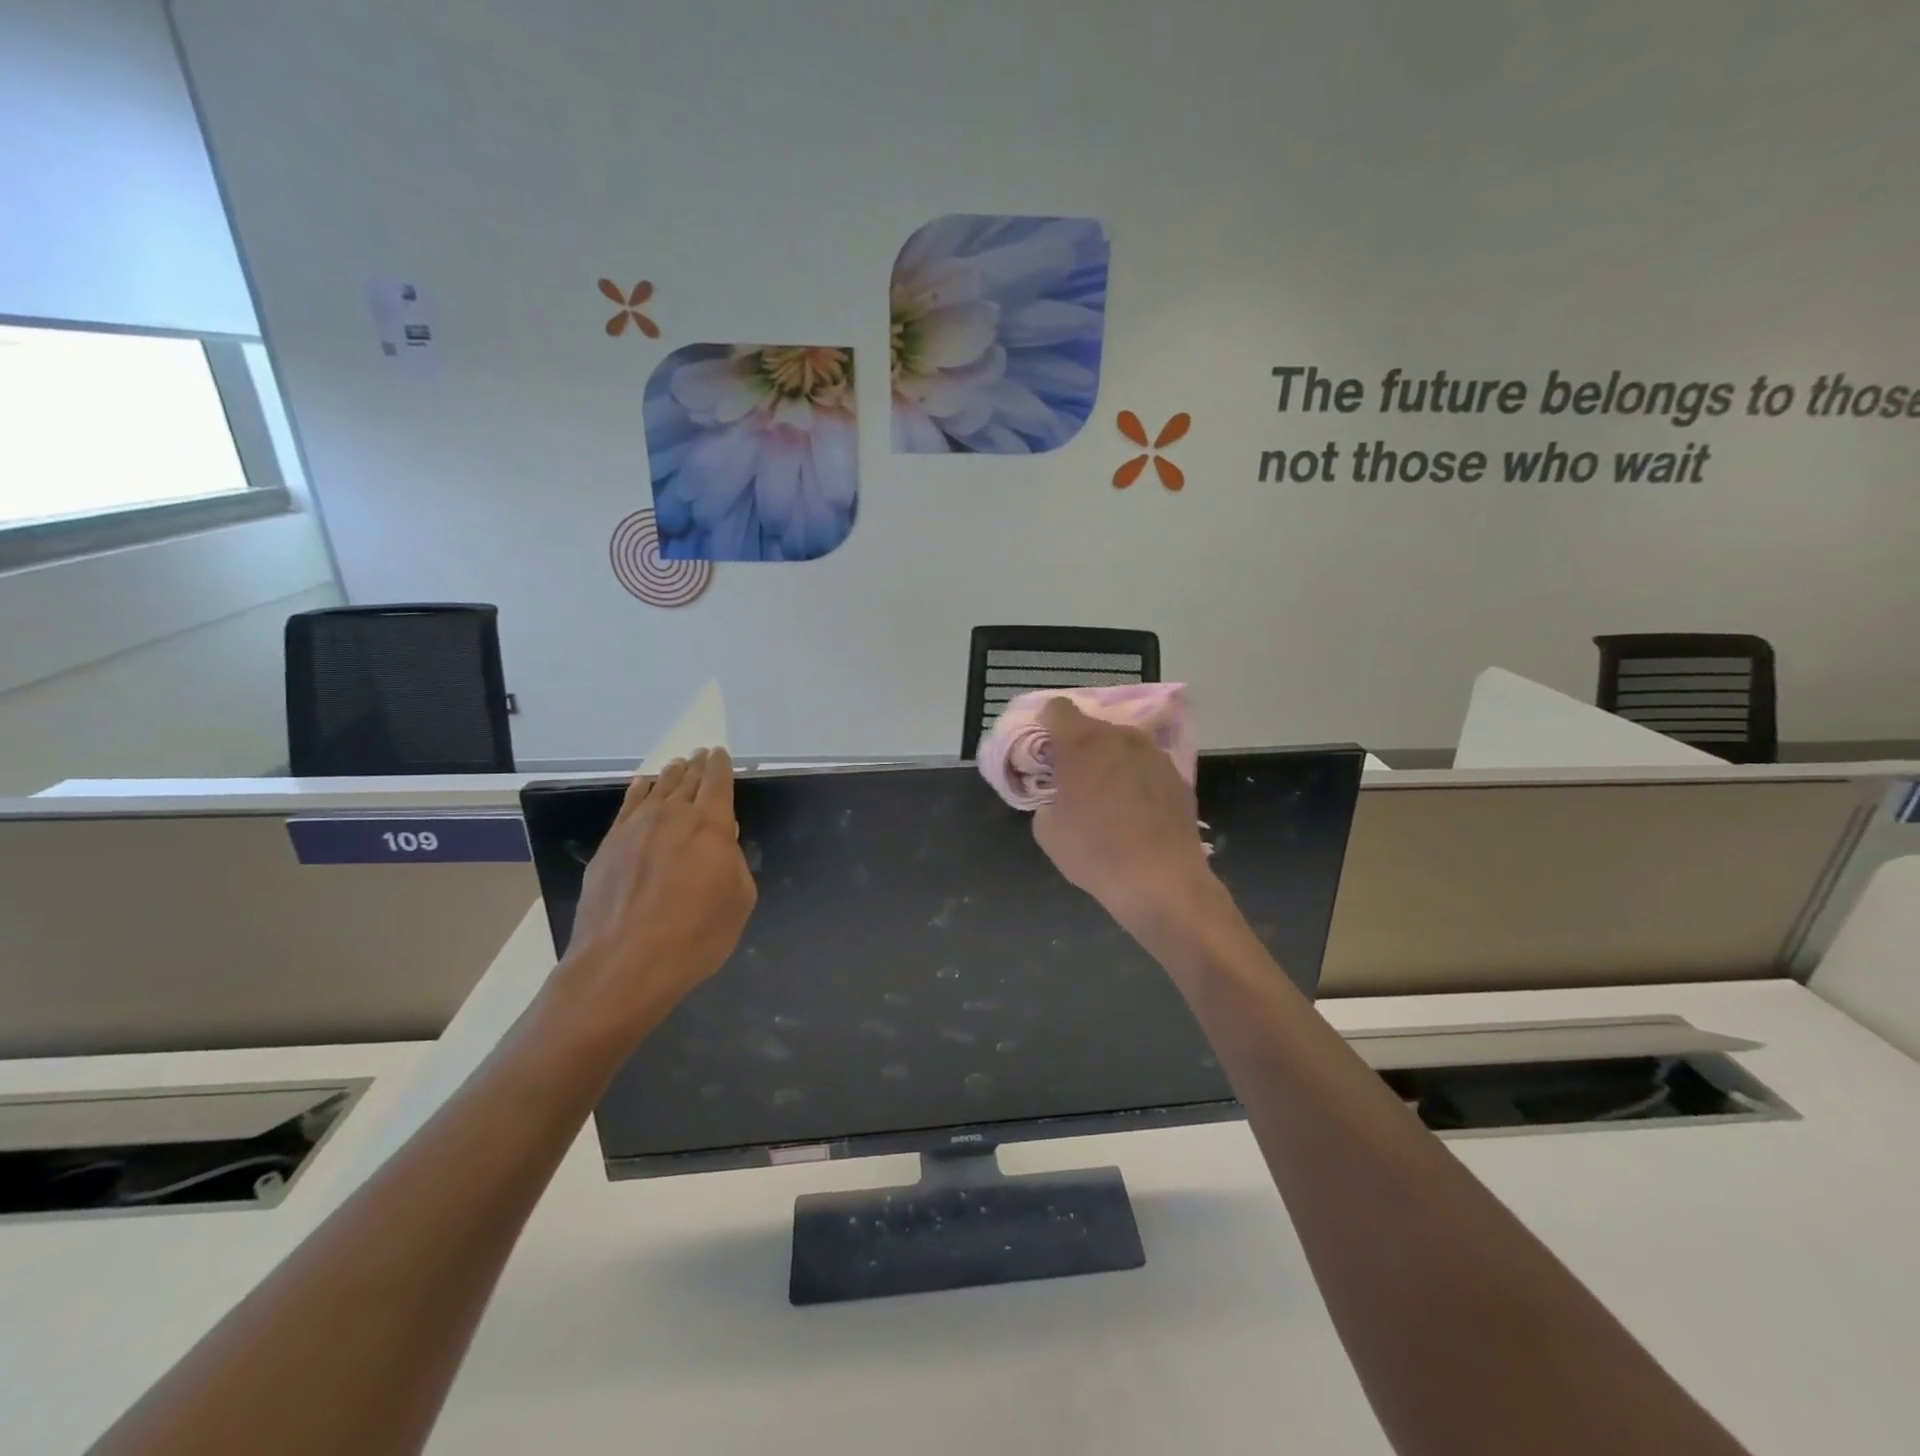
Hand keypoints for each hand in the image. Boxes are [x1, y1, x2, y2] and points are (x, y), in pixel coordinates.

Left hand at [556, 749, 756, 1040]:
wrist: (624, 964)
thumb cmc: (695, 935)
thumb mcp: (738, 900)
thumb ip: (734, 863)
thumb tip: (722, 840)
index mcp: (710, 825)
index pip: (717, 783)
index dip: (720, 766)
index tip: (719, 754)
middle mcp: (672, 816)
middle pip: (687, 780)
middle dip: (697, 766)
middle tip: (701, 755)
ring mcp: (635, 829)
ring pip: (657, 789)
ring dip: (670, 775)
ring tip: (677, 765)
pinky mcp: (609, 846)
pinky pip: (627, 807)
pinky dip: (638, 791)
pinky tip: (642, 786)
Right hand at [1030, 699, 1214, 934]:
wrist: (1161, 880)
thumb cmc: (1095, 852)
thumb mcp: (1047, 830)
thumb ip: (1047, 799)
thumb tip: (1059, 797)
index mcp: (1082, 742)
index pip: (1057, 708)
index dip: (1046, 724)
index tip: (1044, 750)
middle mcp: (1120, 736)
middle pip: (1092, 726)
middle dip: (1079, 746)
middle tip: (1073, 777)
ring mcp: (1154, 753)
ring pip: (1122, 744)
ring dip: (1110, 760)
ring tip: (1107, 795)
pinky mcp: (1177, 775)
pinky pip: (1146, 766)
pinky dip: (1135, 778)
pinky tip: (1135, 810)